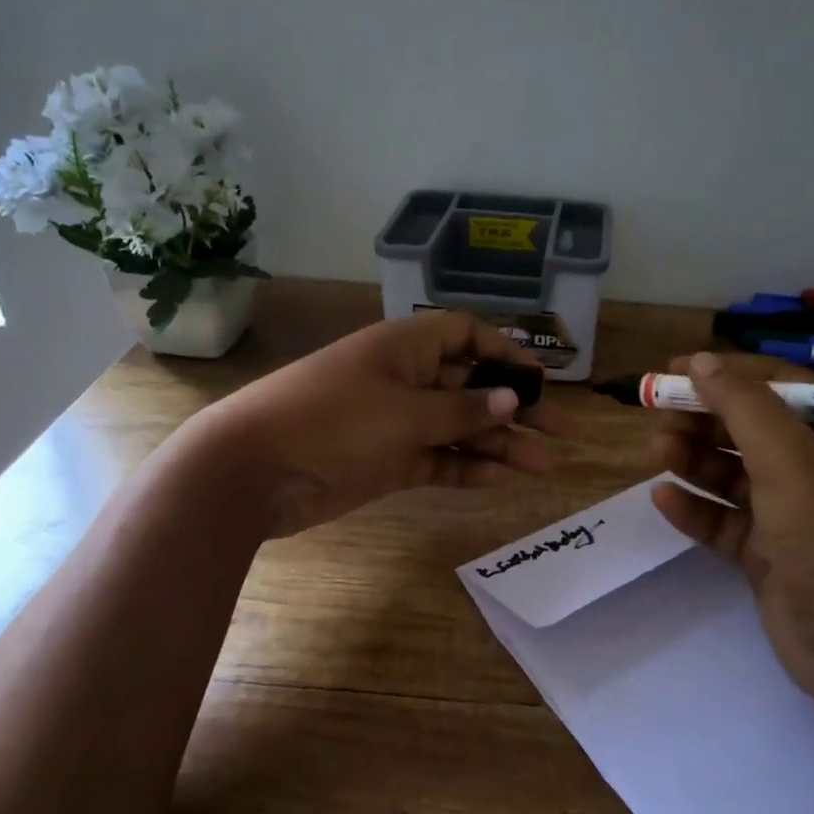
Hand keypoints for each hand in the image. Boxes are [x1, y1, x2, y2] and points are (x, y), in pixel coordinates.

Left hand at [178, 310, 565, 537]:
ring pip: (459, 428)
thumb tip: (515, 398)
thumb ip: (464, 410)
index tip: (542, 380)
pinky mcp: (388, 461)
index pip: (466, 335)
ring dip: (499, 445)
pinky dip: (467, 468)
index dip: (506, 352)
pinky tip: (502, 478)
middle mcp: (404, 380)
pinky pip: (438, 460)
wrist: (254, 470)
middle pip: (471, 386)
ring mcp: (396, 423)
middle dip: (514, 408)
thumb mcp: (405, 412)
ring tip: (545, 466)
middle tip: (559, 434)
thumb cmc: (333, 421)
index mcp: (405, 348)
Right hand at [649, 352, 813, 751]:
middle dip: (702, 418)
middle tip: (654, 414)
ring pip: (732, 475)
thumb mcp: (792, 460)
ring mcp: (792, 516)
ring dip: (694, 460)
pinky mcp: (769, 557)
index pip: (776, 385)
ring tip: (656, 452)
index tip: (672, 371)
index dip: (724, 374)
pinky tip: (664, 501)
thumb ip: (743, 406)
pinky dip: (696, 509)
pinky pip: (725, 522)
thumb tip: (700, 362)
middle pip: (748, 429)